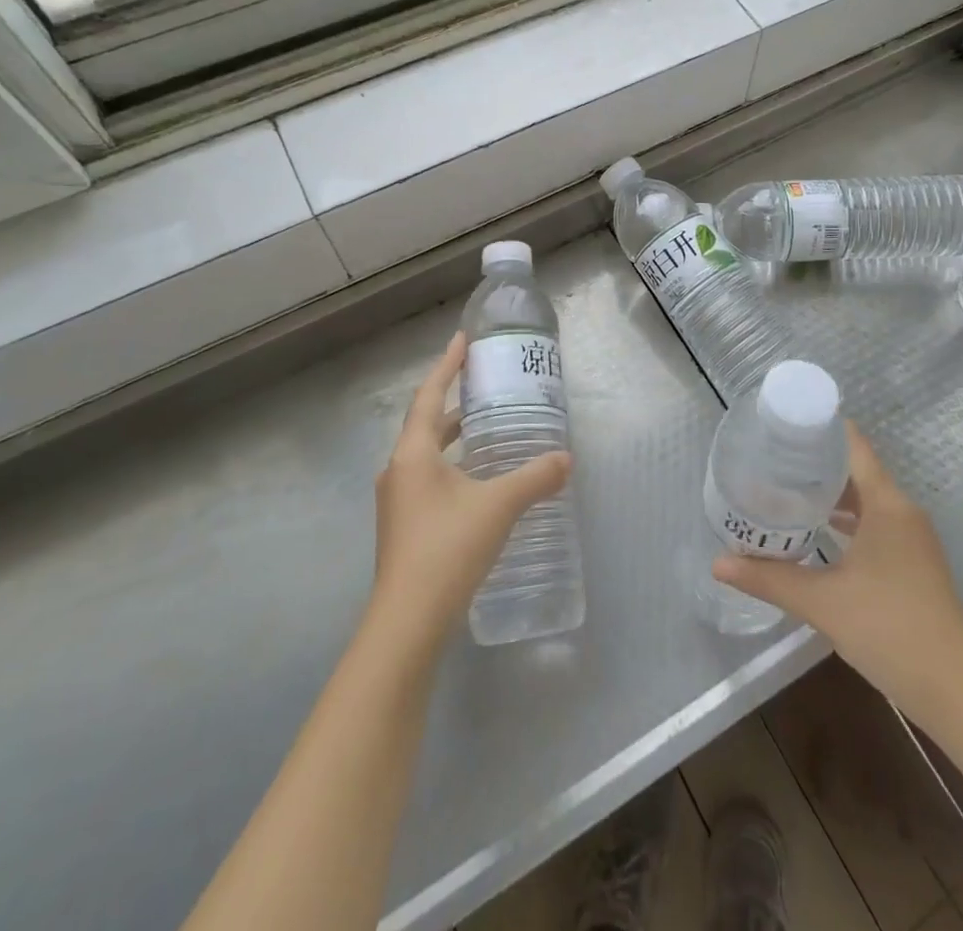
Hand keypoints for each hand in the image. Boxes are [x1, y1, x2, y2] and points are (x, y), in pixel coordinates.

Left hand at [369, 332, 571, 651]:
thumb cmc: (448, 548)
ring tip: (484, 429)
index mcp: (412, 454)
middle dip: (452, 403)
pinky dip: (451, 466)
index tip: (462, 340)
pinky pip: (428, 480)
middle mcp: (398, 471)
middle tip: (482, 387)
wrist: (408, 622)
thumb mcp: (499, 506)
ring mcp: (397, 502)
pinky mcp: (404, 528)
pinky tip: (476, 482)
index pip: (428, 395)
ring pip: (426, 455)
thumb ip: (535, 477)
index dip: (447, 366)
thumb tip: (565, 459)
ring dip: (451, 438)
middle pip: (424, 424)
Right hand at [712, 424, 962, 713]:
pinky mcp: (912, 562)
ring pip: (865, 499)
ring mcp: (911, 538)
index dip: (819, 428)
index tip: (780, 425)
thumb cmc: (890, 631)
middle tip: (769, 460)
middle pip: (855, 469)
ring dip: (829, 493)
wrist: (957, 694)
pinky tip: (816, 532)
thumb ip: (769, 578)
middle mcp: (902, 511)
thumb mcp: (822, 602)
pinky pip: (874, 523)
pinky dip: (845, 519)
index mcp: (887, 504)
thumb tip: (718, 563)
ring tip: (784, 490)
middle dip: (813, 462)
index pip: (852, 445)